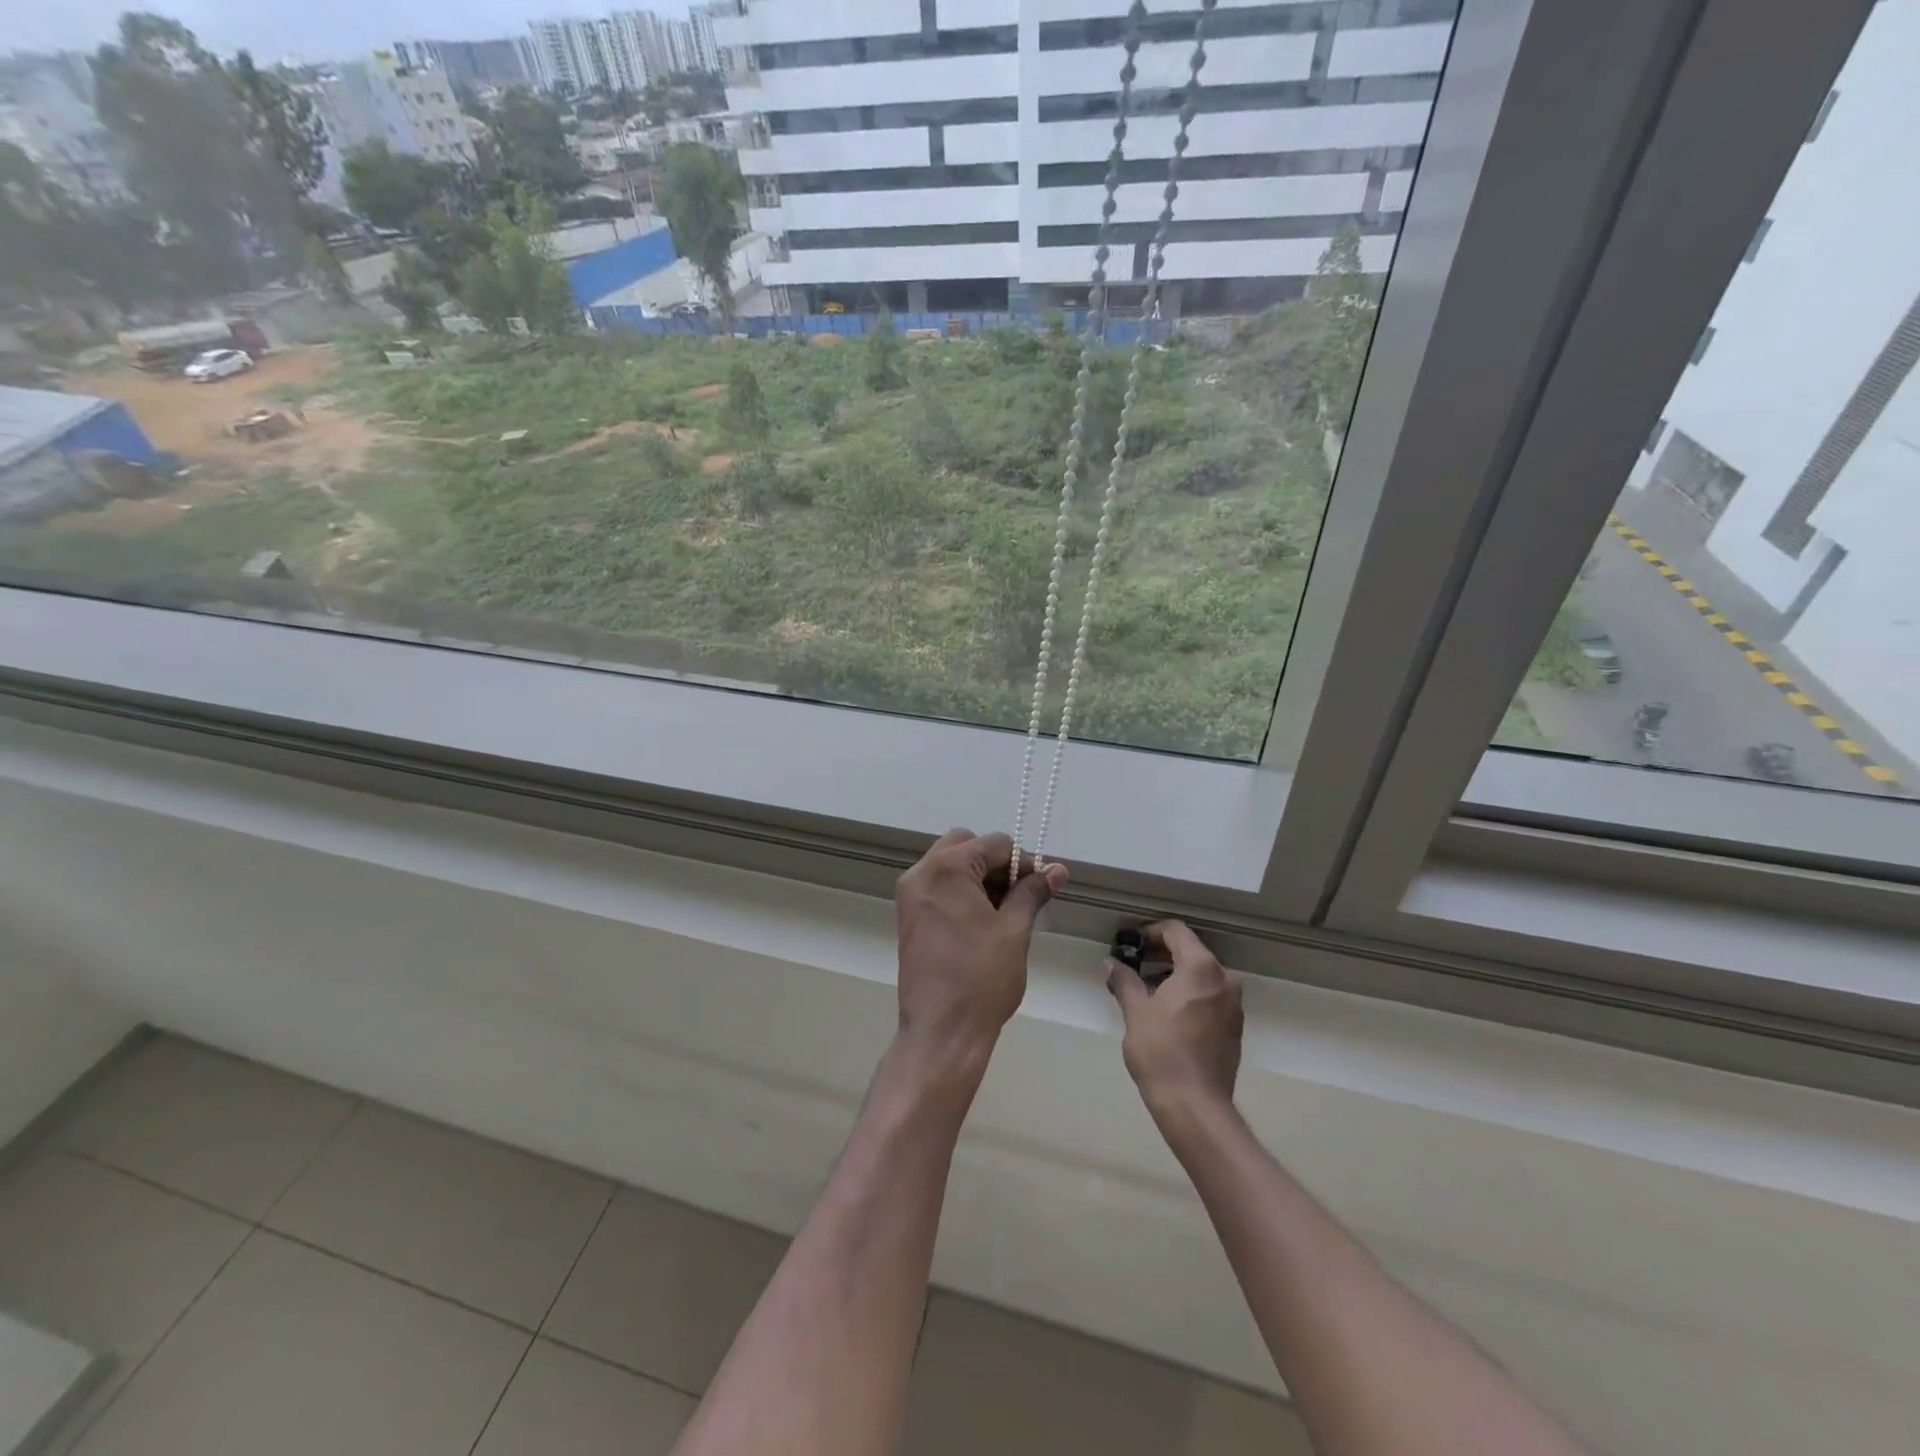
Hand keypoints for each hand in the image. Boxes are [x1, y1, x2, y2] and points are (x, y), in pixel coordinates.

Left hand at [894, 830, 1065, 1058]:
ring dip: (979, 877)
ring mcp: (910, 895)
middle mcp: (921, 873)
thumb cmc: (982, 978)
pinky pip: (938, 886)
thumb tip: (1057, 869)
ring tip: (1005, 912)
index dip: (1023, 862)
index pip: (994, 844)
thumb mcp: (1014, 930)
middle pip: (966, 845)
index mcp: (947, 868)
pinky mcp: (908, 916)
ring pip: (950, 865)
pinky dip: (961, 892)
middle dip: (996, 864)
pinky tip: (982, 921)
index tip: (1041, 886)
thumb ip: (1033, 892)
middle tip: (1019, 895)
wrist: (941, 1031)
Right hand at [1107, 920, 1243, 1122]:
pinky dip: (1190, 994)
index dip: (1151, 932)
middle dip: (1162, 954)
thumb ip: (1124, 980)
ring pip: (1202, 975)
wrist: (1195, 1105)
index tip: (1131, 943)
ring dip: (1175, 975)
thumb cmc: (1161, 1051)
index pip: (1177, 931)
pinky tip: (1167, 1012)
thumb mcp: (1136, 1011)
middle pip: (1191, 951)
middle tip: (1134, 964)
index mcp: (1201, 968)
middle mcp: (1224, 979)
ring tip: (1146, 990)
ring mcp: (1233, 1004)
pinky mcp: (1234, 1027)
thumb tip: (1111, 963)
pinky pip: (1210, 996)